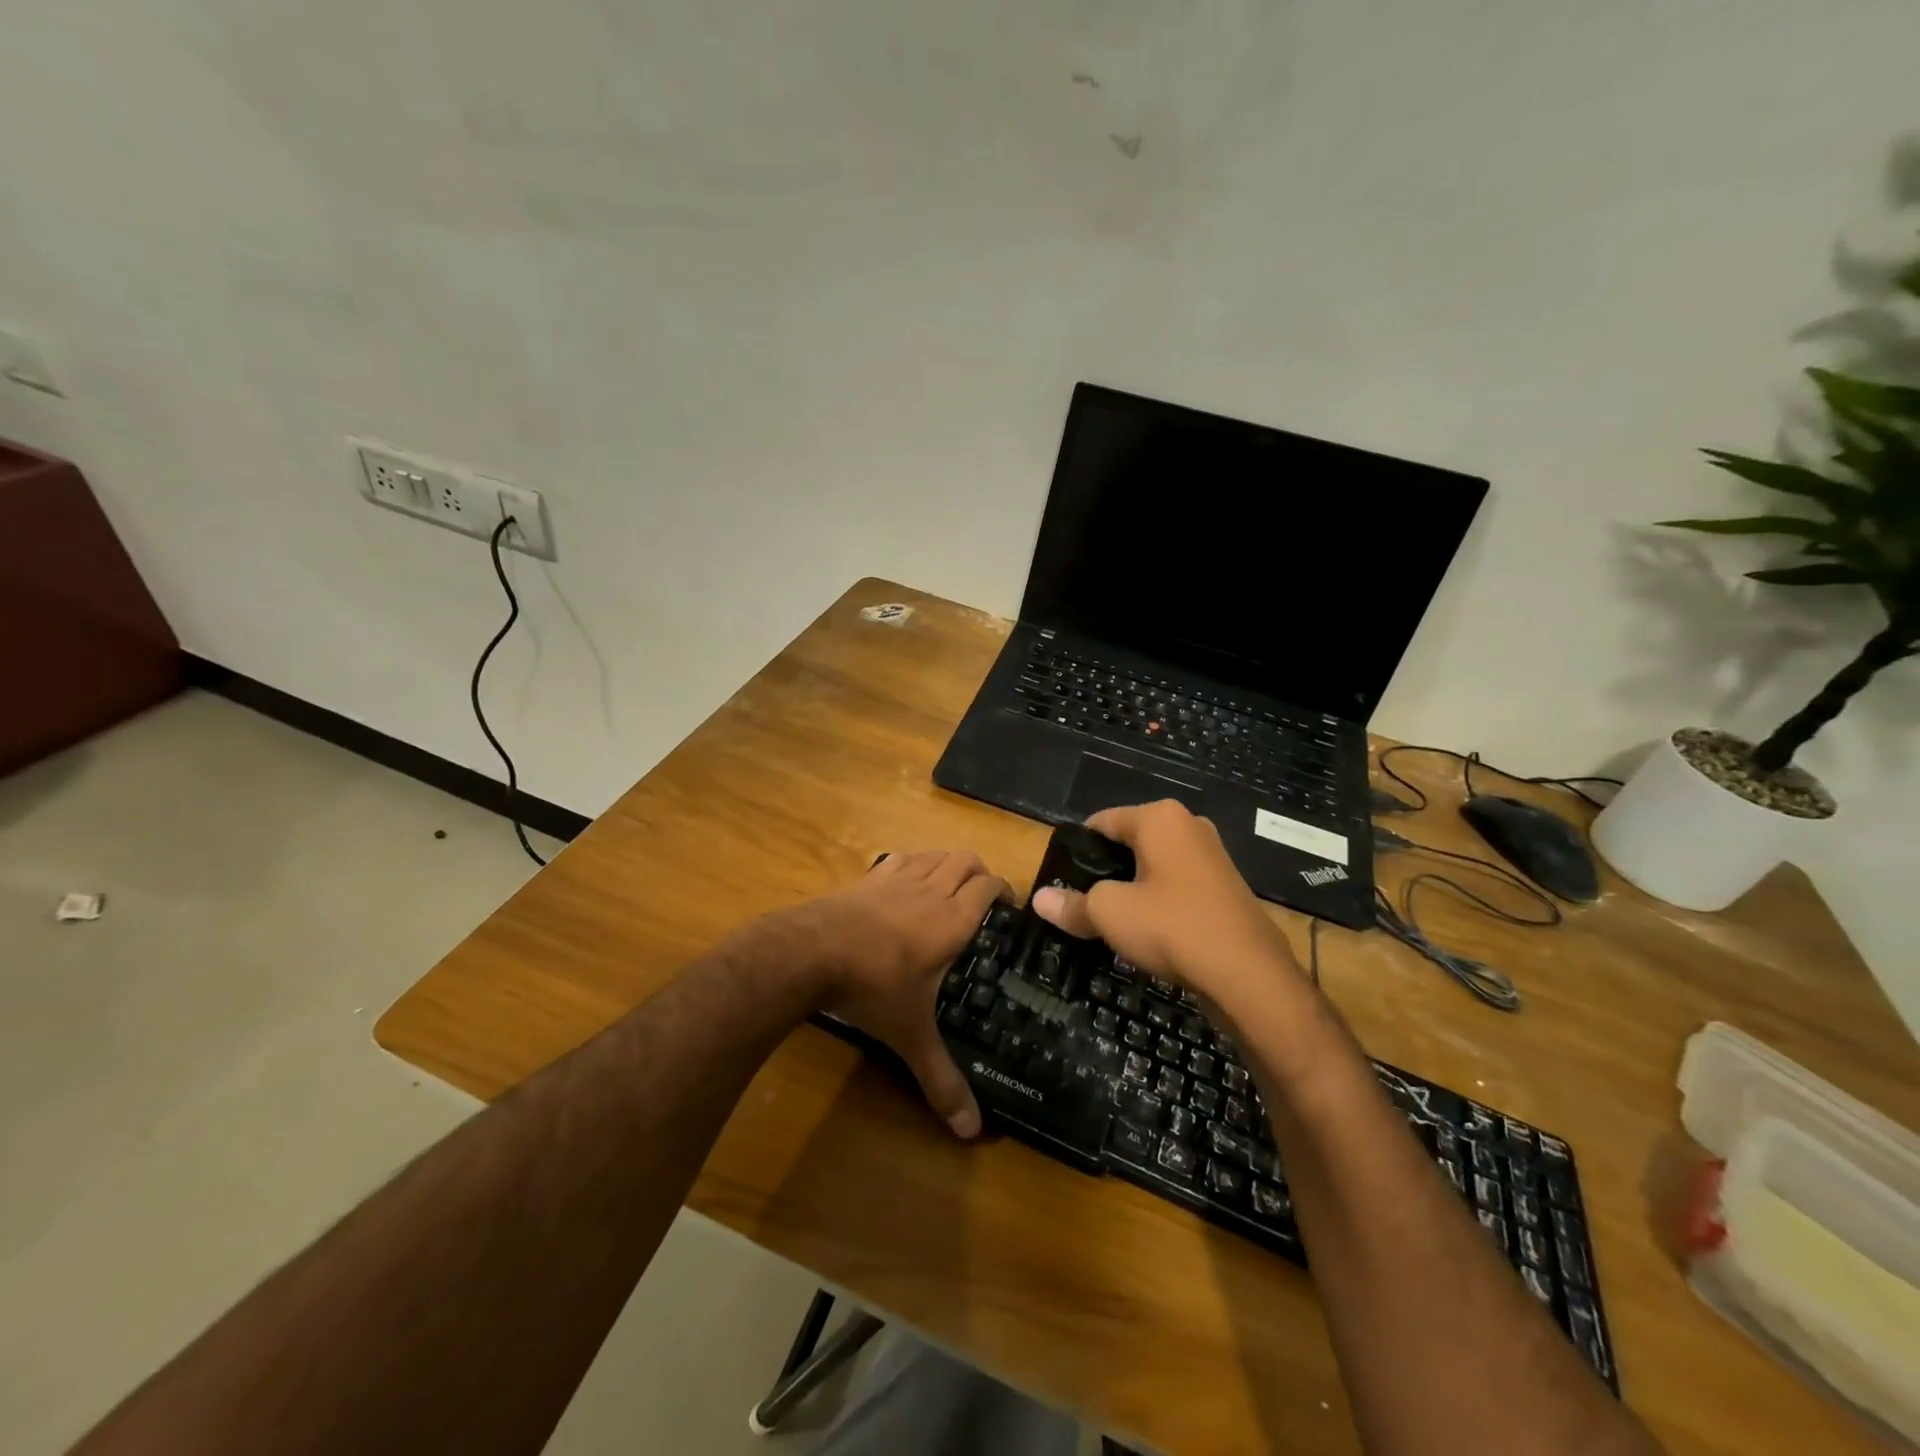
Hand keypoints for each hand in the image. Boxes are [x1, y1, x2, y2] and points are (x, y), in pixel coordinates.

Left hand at [804, 849, 1009, 1138]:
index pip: (989, 887)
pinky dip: (914, 862)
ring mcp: (897, 878)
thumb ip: (941, 1078)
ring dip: (948, 863)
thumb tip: (972, 1133)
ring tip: (950, 885)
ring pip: (935, 853)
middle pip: (966, 859)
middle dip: (980, 872)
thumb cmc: (872, 988)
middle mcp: (930, 890)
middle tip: (983, 898)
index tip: (1010, 908)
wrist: (810, 951)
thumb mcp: (911, 1035)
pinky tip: (907, 880)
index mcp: (952, 920)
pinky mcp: (868, 876)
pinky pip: (901, 857)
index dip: (1004, 890)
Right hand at [1031, 800, 1302, 1005]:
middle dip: (1105, 870)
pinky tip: (1149, 932)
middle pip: (1129, 842)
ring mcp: (1213, 856)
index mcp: (1160, 818)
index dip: (1077, 850)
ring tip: (1112, 920)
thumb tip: (1040, 900)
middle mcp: (1189, 826)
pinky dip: (1159, 902)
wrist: (1249, 975)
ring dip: (1132, 888)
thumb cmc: (1172, 927)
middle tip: (1082, 903)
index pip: (1101, 821)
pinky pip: (1178, 886)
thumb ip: (1072, 904)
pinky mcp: (1226, 888)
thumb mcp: (1110, 914)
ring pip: (1155, 866)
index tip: (1060, 880)